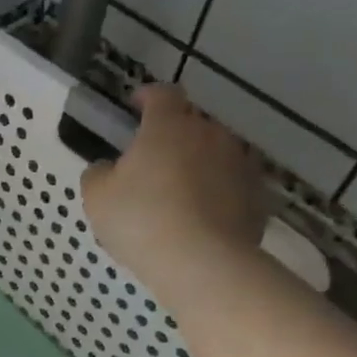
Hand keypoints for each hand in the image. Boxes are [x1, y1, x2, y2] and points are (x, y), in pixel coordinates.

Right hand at [80, 84, 267, 299]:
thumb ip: (98, 173)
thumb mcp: (96, 197)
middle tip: (152, 161)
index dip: (147, 96)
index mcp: (168, 126)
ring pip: (215, 153)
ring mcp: (240, 163)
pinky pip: (233, 184)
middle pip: (192, 123)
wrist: (202, 262)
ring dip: (198, 164)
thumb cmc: (140, 220)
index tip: (135, 105)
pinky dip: (218, 193)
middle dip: (173, 135)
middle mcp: (210, 134)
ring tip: (180, 193)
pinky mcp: (259, 195)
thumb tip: (107, 167)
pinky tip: (202, 218)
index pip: (162, 94)